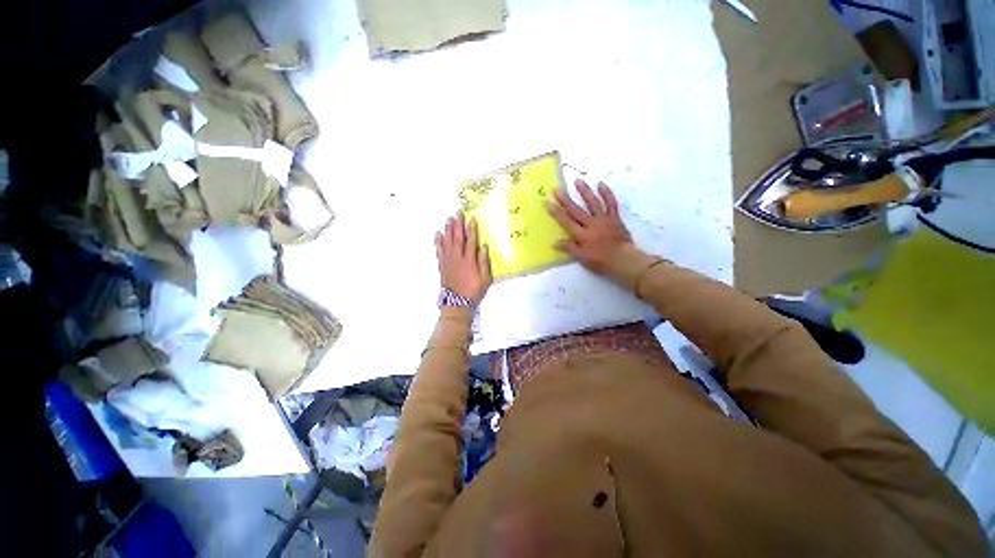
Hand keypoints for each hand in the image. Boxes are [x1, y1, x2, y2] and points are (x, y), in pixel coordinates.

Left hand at [435, 211, 491, 303]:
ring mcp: (448, 261)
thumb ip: (484, 262)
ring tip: (448, 219)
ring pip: (447, 242)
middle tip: (458, 213)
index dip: (471, 230)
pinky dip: (438, 242)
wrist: (457, 302)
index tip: (471, 219)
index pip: (471, 241)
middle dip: (458, 225)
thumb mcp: (485, 278)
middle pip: (457, 238)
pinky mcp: (442, 265)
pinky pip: (439, 250)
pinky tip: (437, 234)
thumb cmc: (474, 290)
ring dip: (448, 230)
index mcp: (469, 260)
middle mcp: (458, 258)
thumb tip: (483, 246)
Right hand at [547, 179, 634, 274]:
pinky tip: (600, 184)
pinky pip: (611, 203)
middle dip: (564, 200)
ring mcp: (604, 219)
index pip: (566, 221)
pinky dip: (606, 193)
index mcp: (582, 235)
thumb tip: (554, 242)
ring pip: (593, 203)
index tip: (547, 202)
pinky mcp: (615, 218)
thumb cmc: (602, 262)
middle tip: (556, 189)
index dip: (556, 212)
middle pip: (576, 210)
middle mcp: (591, 224)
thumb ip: (569, 248)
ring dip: (584, 191)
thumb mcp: (582, 258)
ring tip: (577, 180)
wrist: (624, 260)